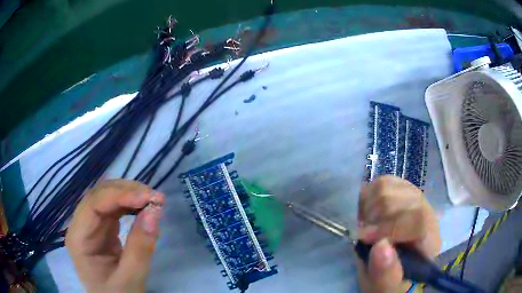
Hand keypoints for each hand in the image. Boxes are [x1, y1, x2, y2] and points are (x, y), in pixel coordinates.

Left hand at [65, 180, 163, 292]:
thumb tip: (155, 211)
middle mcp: (81, 226)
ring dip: (130, 195)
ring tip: (153, 201)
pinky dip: (131, 206)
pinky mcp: (103, 230)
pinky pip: (115, 209)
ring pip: (108, 198)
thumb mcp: (131, 278)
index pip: (94, 205)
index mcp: (78, 238)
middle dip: (127, 192)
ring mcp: (92, 226)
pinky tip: (144, 209)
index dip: (119, 196)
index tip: (148, 198)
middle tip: (155, 198)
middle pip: (99, 196)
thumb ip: (140, 247)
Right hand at [356, 176, 440, 292]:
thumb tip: (380, 247)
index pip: (418, 220)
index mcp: (429, 241)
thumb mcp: (384, 287)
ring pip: (390, 186)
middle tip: (364, 236)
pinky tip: (367, 214)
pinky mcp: (400, 190)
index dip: (390, 227)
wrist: (389, 266)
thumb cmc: (388, 280)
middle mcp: (426, 213)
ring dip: (370, 208)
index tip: (364, 239)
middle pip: (402, 199)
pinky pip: (382, 182)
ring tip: (366, 226)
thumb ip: (385, 274)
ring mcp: (414, 198)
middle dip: (376, 219)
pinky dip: (368, 197)